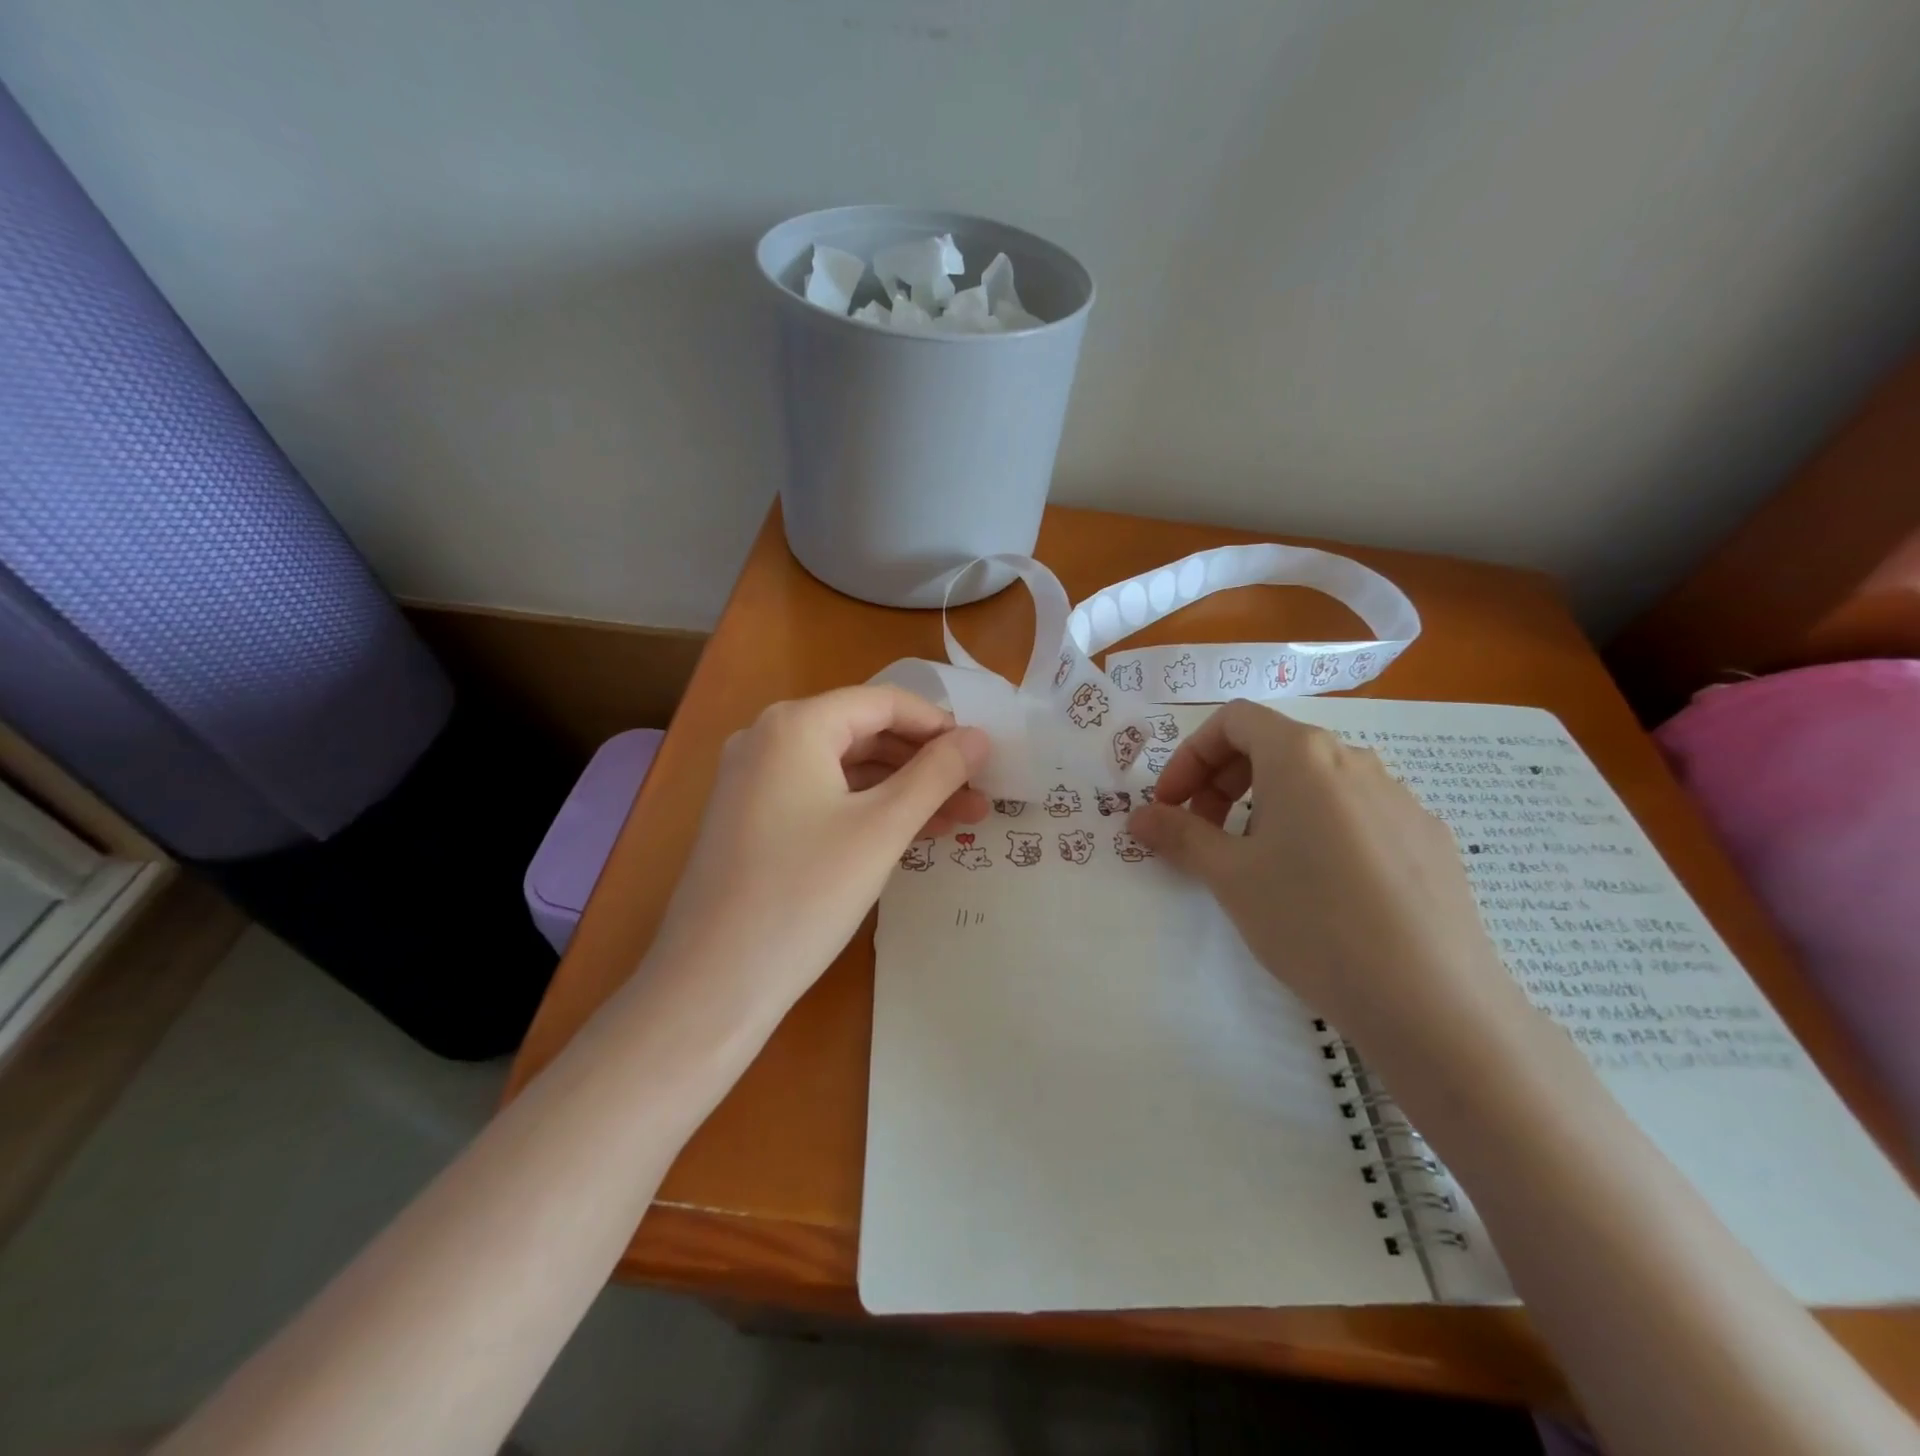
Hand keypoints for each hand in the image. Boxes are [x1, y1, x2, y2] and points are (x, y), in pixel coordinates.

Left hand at [649, 686, 988, 1021]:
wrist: (712, 984)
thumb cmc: (804, 894)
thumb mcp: (882, 829)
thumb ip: (936, 775)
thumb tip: (979, 737)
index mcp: (795, 725)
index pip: (883, 703)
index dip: (939, 726)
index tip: (982, 758)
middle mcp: (768, 738)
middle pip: (864, 733)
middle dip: (926, 764)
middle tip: (977, 796)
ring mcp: (754, 780)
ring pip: (846, 770)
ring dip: (903, 791)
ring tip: (958, 821)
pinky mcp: (752, 818)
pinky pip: (823, 797)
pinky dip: (867, 810)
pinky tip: (909, 835)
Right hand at [1128, 699, 1530, 1059]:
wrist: (1432, 1000)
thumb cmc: (1311, 920)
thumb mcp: (1230, 876)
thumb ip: (1179, 835)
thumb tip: (1139, 816)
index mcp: (1301, 755)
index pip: (1233, 720)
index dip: (1189, 756)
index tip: (1171, 805)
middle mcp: (1354, 760)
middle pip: (1273, 744)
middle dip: (1223, 781)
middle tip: (1204, 833)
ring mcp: (1400, 798)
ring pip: (1316, 780)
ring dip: (1269, 805)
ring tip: (1259, 863)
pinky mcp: (1428, 838)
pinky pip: (1357, 813)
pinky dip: (1318, 828)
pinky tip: (1322, 889)